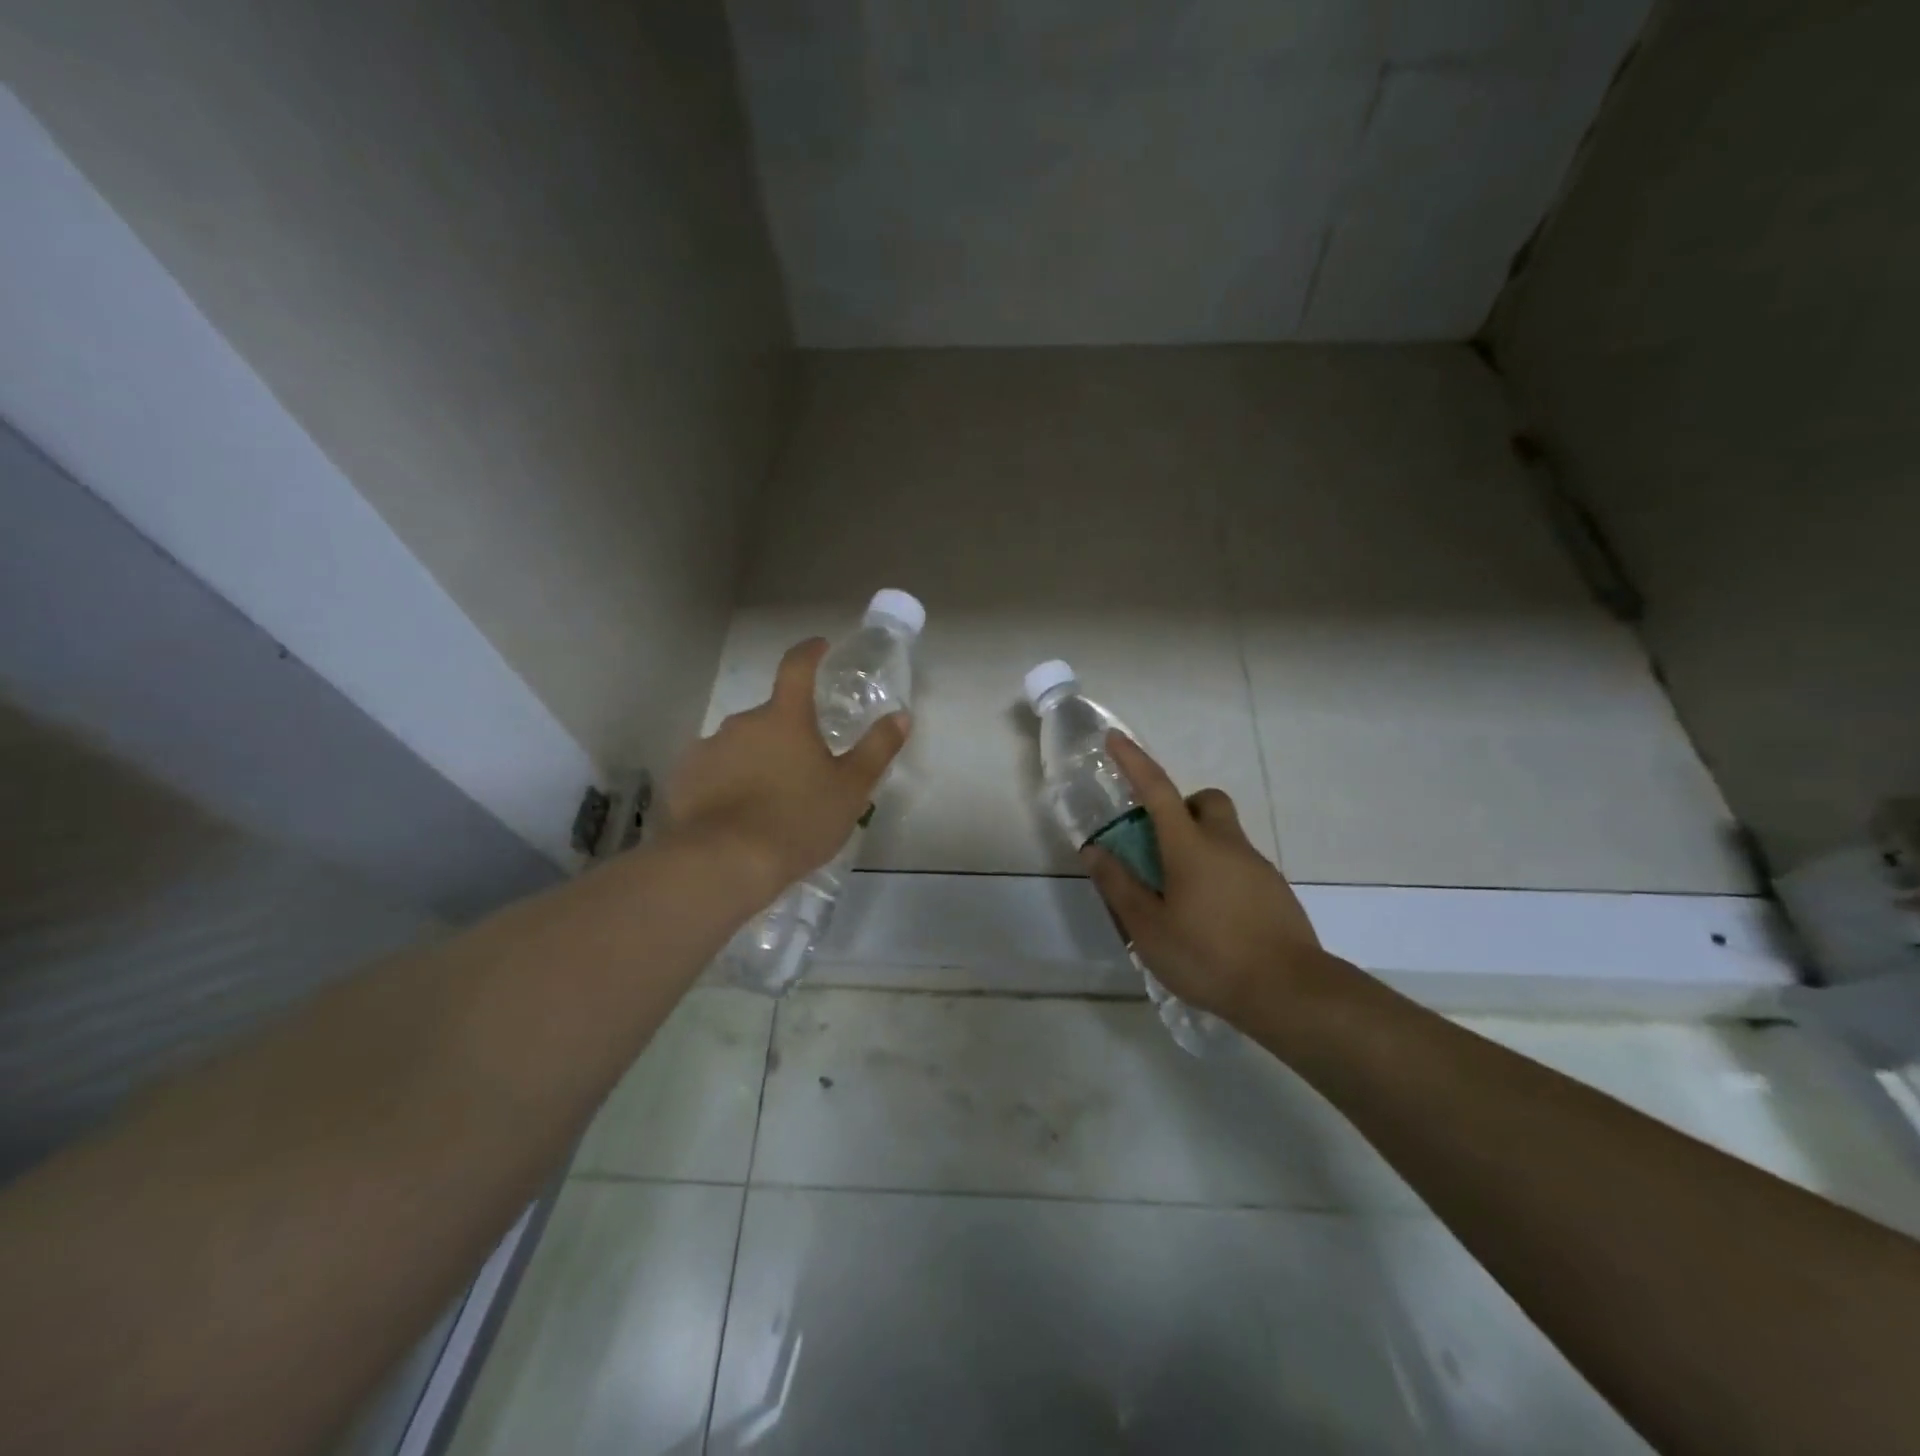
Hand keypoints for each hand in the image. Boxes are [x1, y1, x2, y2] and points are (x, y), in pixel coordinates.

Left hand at [666, 638, 908, 897]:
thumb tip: (901, 716)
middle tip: (805, 767)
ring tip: (771, 800)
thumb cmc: (798, 820)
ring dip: (757, 759)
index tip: (820, 646)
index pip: (797, 667)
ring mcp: (709, 749)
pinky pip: (714, 771)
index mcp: (785, 717)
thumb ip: (876, 749)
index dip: (810, 652)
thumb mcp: (851, 789)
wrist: (725, 862)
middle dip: (788, 733)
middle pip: (771, 716)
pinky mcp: (685, 778)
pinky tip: (738, 814)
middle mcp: (743, 722)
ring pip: (741, 745)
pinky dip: (728, 782)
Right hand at [1083, 732, 1324, 1027]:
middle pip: (1206, 801)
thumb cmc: (1208, 956)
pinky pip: (1239, 865)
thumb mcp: (1148, 928)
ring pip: (1224, 835)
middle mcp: (1227, 844)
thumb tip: (1095, 851)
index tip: (1115, 740)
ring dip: (1199, 846)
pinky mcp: (1274, 891)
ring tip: (1180, 897)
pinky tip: (1211, 918)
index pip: (1157, 790)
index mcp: (1190, 846)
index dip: (1134, 761)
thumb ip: (1119, 886)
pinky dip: (1219, 874)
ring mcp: (1256, 866)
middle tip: (1160, 843)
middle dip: (1181, 807)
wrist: (1289, 992)